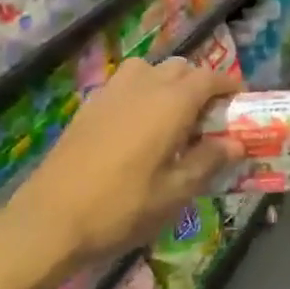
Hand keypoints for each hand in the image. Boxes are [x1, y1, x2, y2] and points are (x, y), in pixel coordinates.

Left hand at [0, 58, 240, 276]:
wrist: (50, 220)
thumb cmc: (122, 207)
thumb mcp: (176, 192)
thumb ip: (208, 160)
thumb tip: (235, 142)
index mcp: (171, 103)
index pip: (209, 77)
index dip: (229, 86)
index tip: (240, 102)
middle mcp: (143, 86)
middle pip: (181, 68)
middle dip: (200, 84)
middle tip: (209, 117)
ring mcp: (111, 93)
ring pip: (149, 69)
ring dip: (167, 83)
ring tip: (172, 116)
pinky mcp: (89, 106)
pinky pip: (125, 84)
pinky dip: (141, 93)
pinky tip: (138, 127)